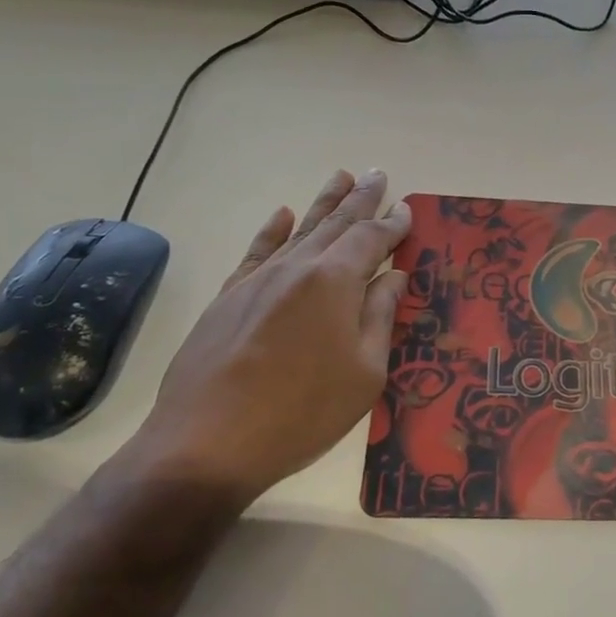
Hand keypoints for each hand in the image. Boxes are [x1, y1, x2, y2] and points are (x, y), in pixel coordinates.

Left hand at [120, 169, 411, 512]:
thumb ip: (379, 317)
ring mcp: (258, 280)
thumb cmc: (304, 412)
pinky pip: (257, 251)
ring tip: (341, 176)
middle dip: (360, 199)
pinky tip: (282, 214)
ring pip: (298, 230)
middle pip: (335, 224)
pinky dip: (272, 230)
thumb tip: (393, 276)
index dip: (392, 224)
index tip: (407, 208)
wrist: (208, 442)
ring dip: (323, 203)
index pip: (371, 240)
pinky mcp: (228, 298)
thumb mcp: (365, 372)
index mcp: (335, 282)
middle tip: (377, 174)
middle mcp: (297, 268)